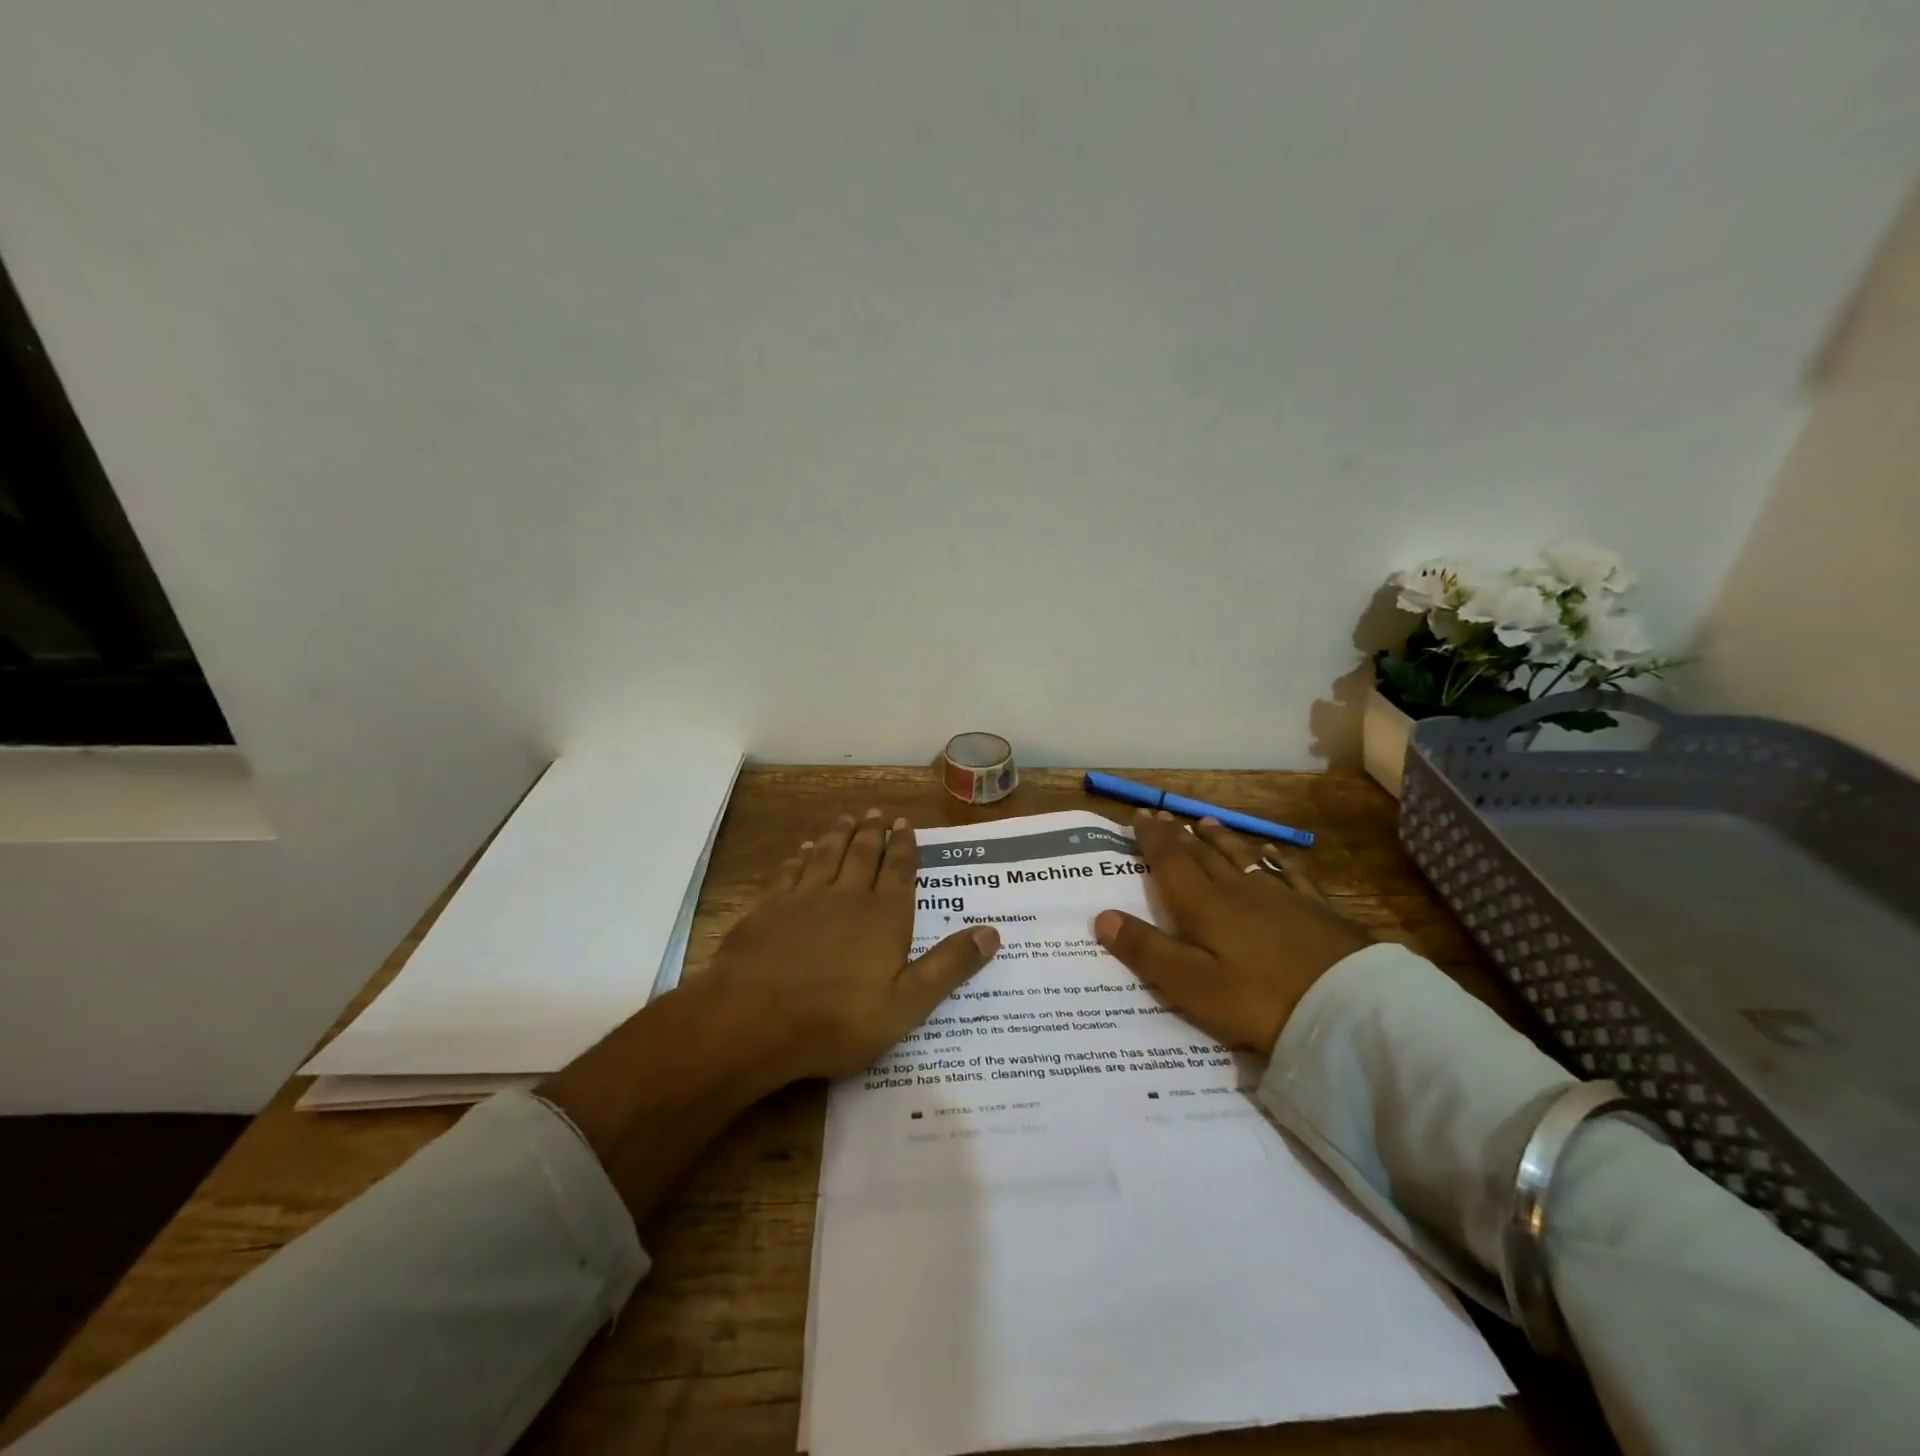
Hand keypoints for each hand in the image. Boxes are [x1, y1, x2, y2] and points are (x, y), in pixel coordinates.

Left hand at [701, 807, 1001, 1082]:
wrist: (754, 1019)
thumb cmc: (838, 1019)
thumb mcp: (907, 1004)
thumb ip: (948, 966)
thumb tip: (992, 931)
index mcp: (884, 917)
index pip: (899, 872)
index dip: (904, 847)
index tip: (905, 823)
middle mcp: (847, 897)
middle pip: (863, 855)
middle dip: (873, 833)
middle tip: (877, 813)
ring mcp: (804, 899)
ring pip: (827, 856)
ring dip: (839, 835)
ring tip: (846, 818)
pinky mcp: (768, 909)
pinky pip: (789, 872)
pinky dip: (800, 857)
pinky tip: (802, 851)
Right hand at [1094, 811, 1370, 1054]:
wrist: (1349, 1007)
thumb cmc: (1259, 1000)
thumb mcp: (1191, 985)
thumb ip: (1146, 950)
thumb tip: (1101, 916)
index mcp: (1204, 905)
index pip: (1171, 861)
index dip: (1152, 838)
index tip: (1139, 816)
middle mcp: (1238, 889)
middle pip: (1202, 854)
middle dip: (1179, 834)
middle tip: (1163, 815)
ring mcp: (1281, 896)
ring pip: (1241, 857)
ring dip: (1220, 838)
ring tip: (1206, 822)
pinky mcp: (1316, 909)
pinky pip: (1288, 873)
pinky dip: (1273, 858)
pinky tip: (1272, 853)